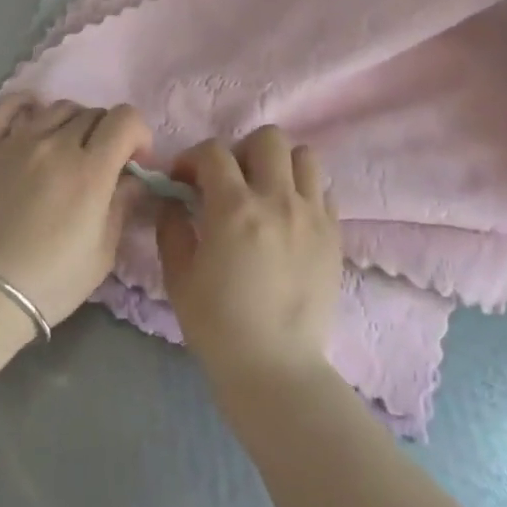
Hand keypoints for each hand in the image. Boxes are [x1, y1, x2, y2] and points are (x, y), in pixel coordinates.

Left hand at [0, 94, 151, 329]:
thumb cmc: (48, 283)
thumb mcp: (101, 254)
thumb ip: (122, 206)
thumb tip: (132, 179)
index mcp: (89, 172)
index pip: (125, 120)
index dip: (138, 134)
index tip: (134, 160)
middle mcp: (54, 145)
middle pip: (93, 113)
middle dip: (107, 133)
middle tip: (99, 163)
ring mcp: (14, 141)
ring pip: (56, 107)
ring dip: (72, 123)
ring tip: (65, 149)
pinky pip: (6, 106)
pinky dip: (26, 105)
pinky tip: (32, 119)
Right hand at [156, 126, 342, 387]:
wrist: (275, 368)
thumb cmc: (218, 325)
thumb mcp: (179, 277)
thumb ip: (171, 228)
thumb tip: (172, 201)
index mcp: (235, 208)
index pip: (214, 152)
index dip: (192, 158)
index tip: (183, 180)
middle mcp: (278, 199)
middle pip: (268, 139)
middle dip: (241, 151)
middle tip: (230, 182)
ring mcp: (312, 215)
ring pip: (304, 156)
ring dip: (279, 166)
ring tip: (266, 193)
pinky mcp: (334, 235)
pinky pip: (324, 192)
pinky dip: (304, 193)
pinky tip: (289, 220)